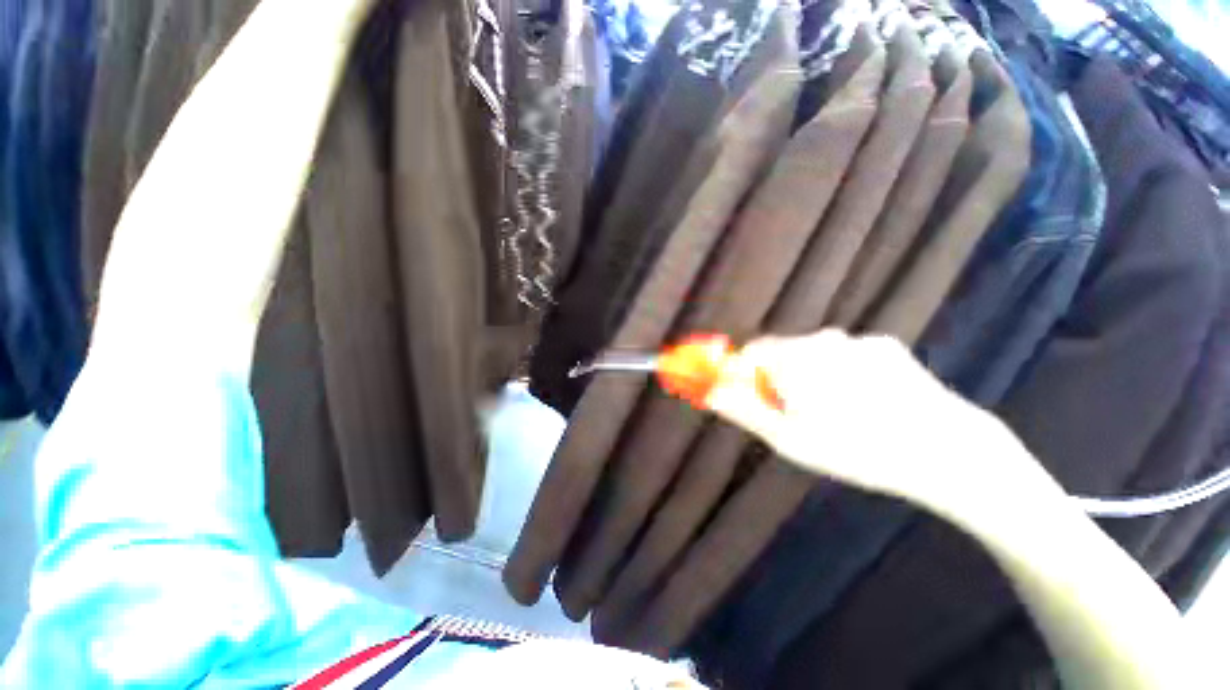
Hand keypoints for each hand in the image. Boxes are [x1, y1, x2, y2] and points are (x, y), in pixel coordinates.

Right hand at [705, 330, 1031, 515]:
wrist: (948, 451)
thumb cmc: (856, 449)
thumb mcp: (789, 438)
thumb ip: (744, 409)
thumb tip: (709, 391)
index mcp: (794, 357)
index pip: (750, 352)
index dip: (745, 375)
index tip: (754, 399)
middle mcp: (823, 338)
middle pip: (782, 352)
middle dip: (779, 378)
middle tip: (796, 415)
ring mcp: (858, 340)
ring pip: (814, 355)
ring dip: (811, 377)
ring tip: (837, 415)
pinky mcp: (886, 346)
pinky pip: (846, 356)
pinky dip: (842, 374)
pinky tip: (868, 403)